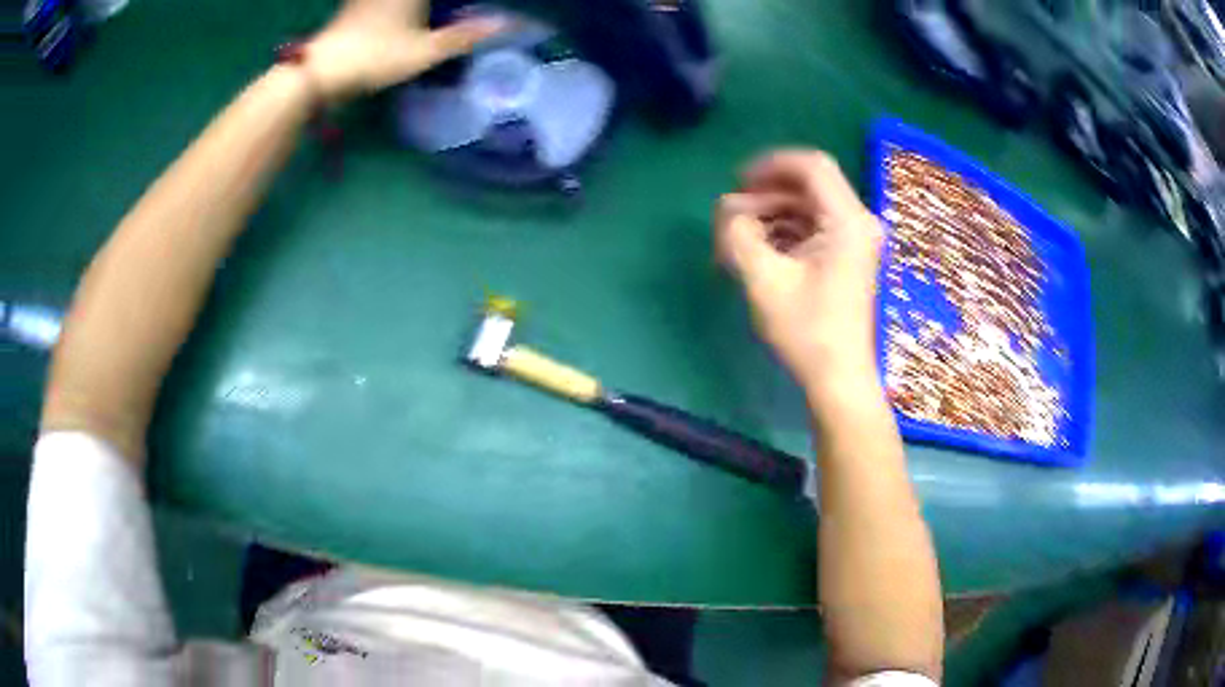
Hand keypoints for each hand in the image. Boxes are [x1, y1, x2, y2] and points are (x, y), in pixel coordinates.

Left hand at [304, 0, 504, 102]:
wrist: (320, 71)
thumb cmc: (375, 56)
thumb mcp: (425, 50)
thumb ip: (465, 35)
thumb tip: (509, 23)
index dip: (463, 0)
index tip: (474, 4)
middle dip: (441, 3)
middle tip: (460, 7)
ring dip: (417, 5)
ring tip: (433, 12)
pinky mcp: (355, 5)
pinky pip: (380, 0)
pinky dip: (396, 5)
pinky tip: (404, 12)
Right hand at [716, 150, 883, 389]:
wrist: (839, 378)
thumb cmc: (806, 331)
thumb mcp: (763, 279)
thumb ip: (737, 233)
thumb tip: (727, 209)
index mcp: (847, 220)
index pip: (811, 165)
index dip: (770, 165)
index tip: (738, 183)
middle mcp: (858, 222)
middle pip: (809, 184)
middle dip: (766, 194)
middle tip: (732, 219)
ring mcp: (856, 240)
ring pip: (809, 206)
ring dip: (772, 214)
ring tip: (740, 239)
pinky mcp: (849, 257)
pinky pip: (815, 227)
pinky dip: (786, 231)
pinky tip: (760, 251)